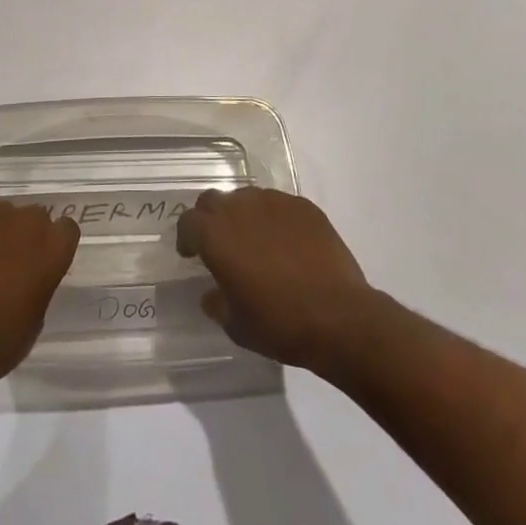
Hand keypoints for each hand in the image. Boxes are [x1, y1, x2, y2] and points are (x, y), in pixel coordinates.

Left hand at [0, 189, 79, 384]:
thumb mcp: (33, 321)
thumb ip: (39, 287)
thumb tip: (29, 279)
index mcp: (54, 251)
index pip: (67, 229)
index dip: (54, 244)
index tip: (42, 262)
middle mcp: (31, 223)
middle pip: (35, 217)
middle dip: (25, 236)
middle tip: (9, 263)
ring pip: (6, 210)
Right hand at [175, 187, 376, 371]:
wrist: (339, 317)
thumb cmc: (279, 323)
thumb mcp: (236, 325)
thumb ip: (217, 303)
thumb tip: (212, 293)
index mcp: (216, 234)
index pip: (188, 221)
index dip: (186, 237)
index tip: (191, 254)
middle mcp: (240, 208)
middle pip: (213, 200)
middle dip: (210, 219)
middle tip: (220, 244)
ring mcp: (274, 202)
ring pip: (247, 198)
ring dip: (242, 216)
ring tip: (255, 242)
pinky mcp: (303, 206)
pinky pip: (278, 205)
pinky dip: (274, 219)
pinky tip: (287, 244)